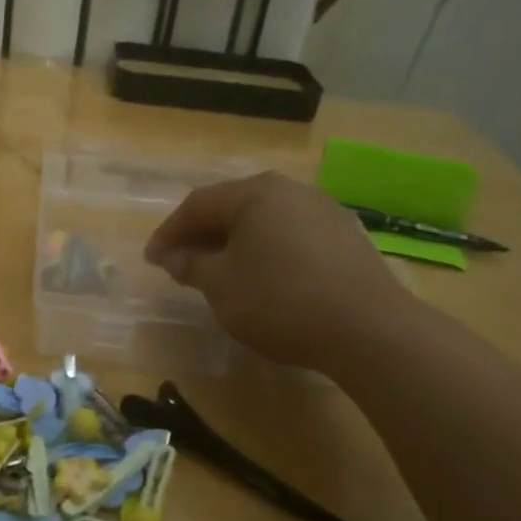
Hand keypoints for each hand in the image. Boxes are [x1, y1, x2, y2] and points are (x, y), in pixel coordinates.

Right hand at [144, 172, 417, 370]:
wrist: (368, 329)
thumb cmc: (280, 300)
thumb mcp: (222, 286)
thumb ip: (192, 266)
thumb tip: (174, 256)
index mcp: (256, 193)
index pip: (198, 205)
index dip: (169, 232)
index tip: (151, 259)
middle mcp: (291, 191)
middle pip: (233, 207)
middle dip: (202, 235)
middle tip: (180, 263)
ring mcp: (325, 212)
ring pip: (264, 222)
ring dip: (235, 243)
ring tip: (219, 272)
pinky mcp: (347, 238)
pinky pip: (291, 236)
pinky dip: (267, 252)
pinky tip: (264, 278)